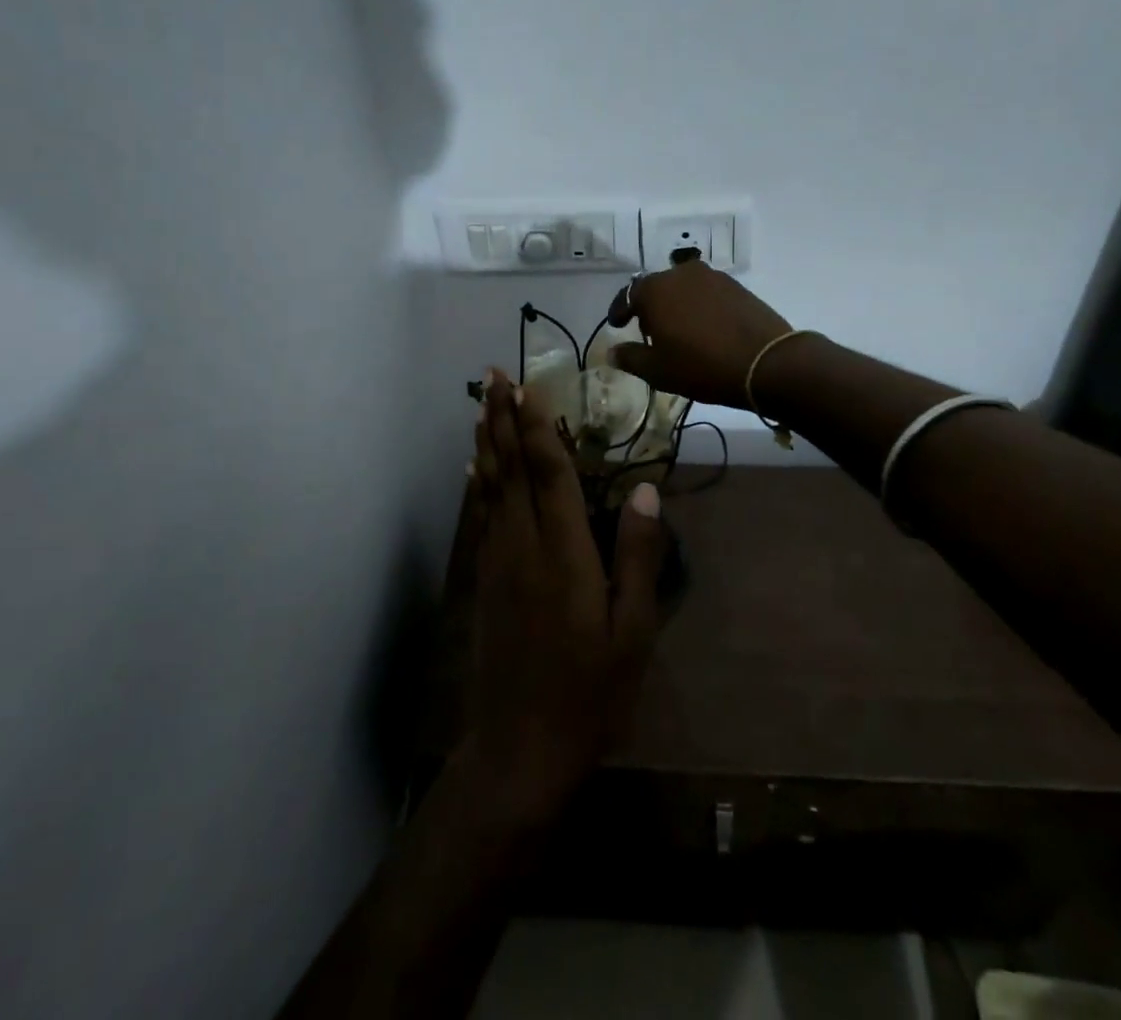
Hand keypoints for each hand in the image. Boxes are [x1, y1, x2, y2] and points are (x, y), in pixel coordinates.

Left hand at [463, 369, 665, 831]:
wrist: (520, 748)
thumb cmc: (590, 692)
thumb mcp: (633, 630)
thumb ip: (639, 556)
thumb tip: (646, 489)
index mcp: (564, 552)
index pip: (548, 472)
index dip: (537, 424)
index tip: (528, 384)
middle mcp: (523, 544)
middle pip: (510, 467)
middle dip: (502, 417)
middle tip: (492, 373)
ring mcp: (497, 561)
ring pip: (490, 486)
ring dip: (486, 440)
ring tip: (481, 404)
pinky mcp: (484, 580)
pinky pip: (481, 515)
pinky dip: (478, 482)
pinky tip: (474, 467)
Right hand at [604, 260, 795, 408]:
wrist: (767, 363)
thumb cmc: (702, 366)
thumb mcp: (659, 371)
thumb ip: (631, 358)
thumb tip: (612, 352)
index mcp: (656, 290)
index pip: (628, 294)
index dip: (619, 310)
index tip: (617, 324)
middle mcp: (681, 274)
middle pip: (656, 287)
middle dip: (649, 306)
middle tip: (649, 330)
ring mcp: (712, 277)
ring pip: (683, 287)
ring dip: (675, 304)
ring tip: (678, 329)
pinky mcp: (736, 286)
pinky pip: (706, 292)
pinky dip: (698, 305)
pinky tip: (704, 326)